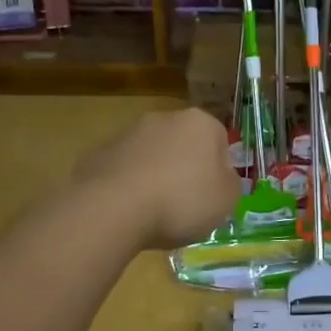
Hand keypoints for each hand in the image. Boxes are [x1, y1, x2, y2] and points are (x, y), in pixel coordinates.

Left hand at [73, 108, 240, 249]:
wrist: (113, 208)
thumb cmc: (182, 201)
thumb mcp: (227, 199)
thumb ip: (231, 183)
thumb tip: (222, 177)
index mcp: (201, 123)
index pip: (220, 140)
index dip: (219, 169)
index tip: (213, 196)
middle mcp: (165, 118)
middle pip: (184, 144)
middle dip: (186, 168)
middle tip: (186, 204)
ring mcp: (128, 133)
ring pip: (152, 155)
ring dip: (156, 176)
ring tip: (154, 212)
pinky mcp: (100, 152)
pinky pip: (125, 170)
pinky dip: (129, 185)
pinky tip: (128, 211)